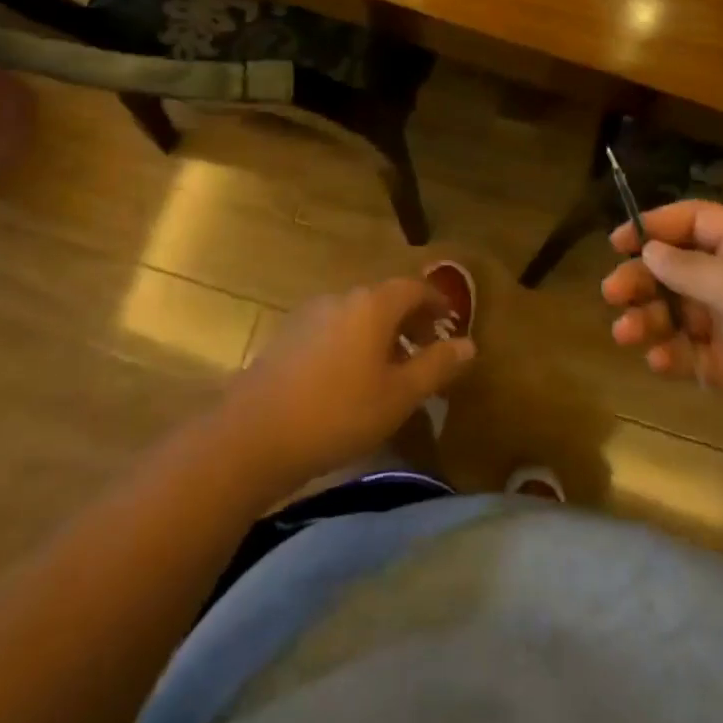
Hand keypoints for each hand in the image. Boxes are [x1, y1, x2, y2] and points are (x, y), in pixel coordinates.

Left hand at [220, 278, 475, 489]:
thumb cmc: (339, 413)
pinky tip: (350, 379)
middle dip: (410, 319)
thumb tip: (469, 344)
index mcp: (373, 304)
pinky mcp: (287, 336)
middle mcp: (341, 298)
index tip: (451, 323)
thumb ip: (436, 366)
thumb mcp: (399, 396)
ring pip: (357, 314)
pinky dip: (353, 342)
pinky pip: (333, 329)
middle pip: (385, 298)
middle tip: (427, 348)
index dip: (437, 302)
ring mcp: (309, 314)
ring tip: (391, 369)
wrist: (254, 435)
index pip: (414, 287)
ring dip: (381, 333)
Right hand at [602, 201, 722, 489]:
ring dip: (649, 318)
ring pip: (681, 312)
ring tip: (624, 334)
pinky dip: (671, 355)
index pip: (698, 221)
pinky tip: (656, 363)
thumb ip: (690, 268)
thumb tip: (650, 250)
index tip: (619, 242)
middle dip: (644, 278)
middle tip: (611, 294)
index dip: (657, 225)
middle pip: (682, 267)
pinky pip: (693, 354)